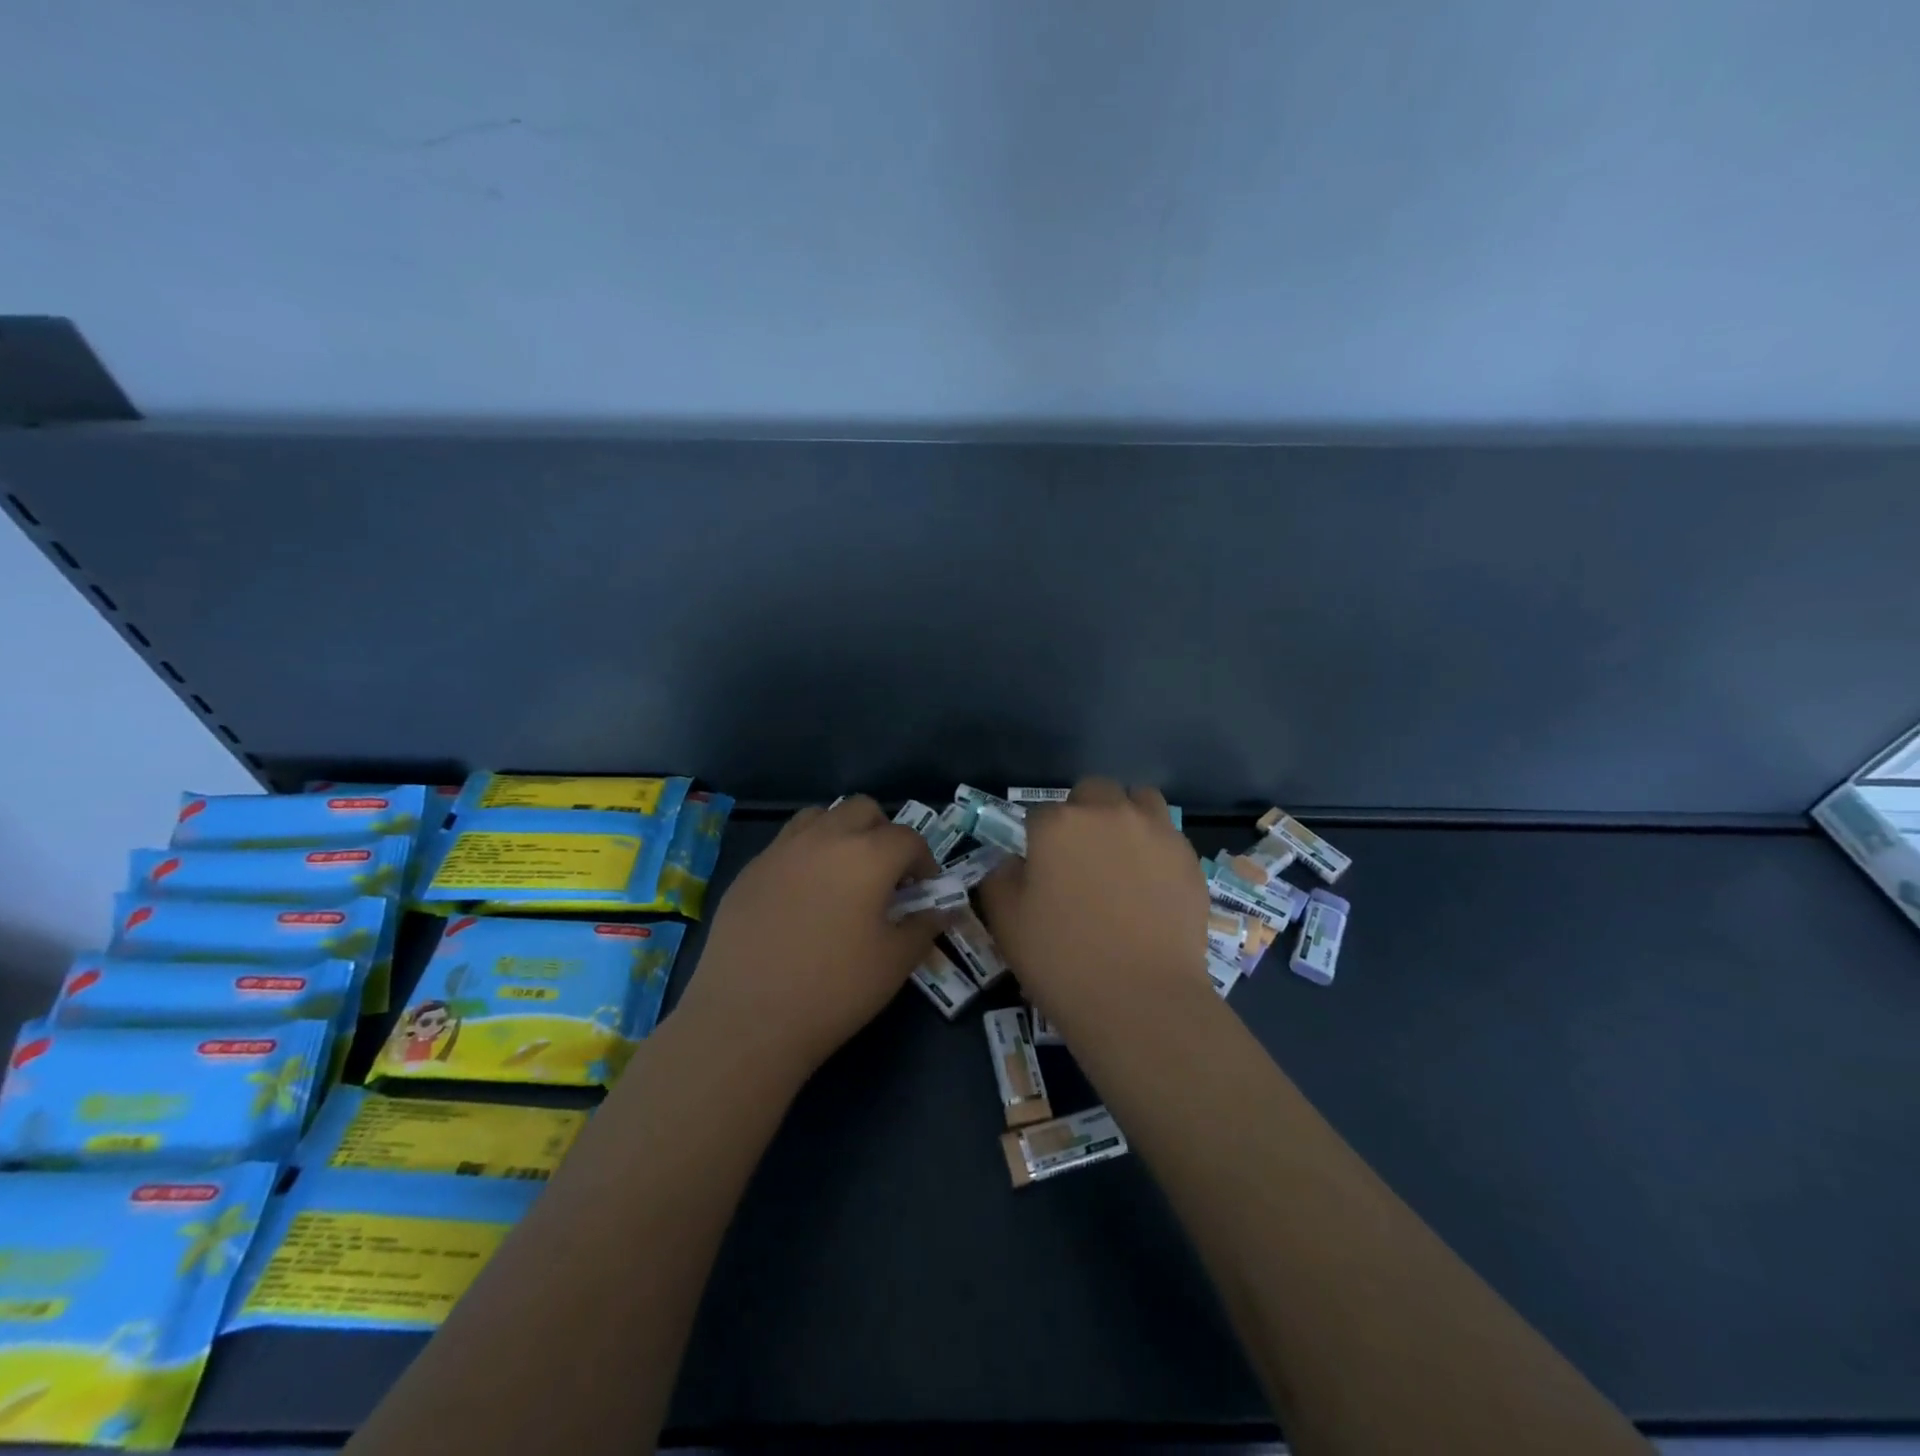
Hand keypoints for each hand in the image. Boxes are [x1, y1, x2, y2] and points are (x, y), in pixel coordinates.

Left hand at [669, 796, 944, 1083]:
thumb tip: (940, 909)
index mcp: (868, 855)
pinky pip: (786, 843)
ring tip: (843, 874)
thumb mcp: (895, 963)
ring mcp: (781, 849)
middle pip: (863, 809)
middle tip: (885, 874)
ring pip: (821, 816)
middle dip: (883, 833)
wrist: (746, 1018)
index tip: (923, 890)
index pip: (908, 838)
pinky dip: (806, 854)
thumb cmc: (834, 990)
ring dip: (841, 833)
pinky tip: (803, 897)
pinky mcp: (750, 870)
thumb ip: (924, 926)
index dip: (924, 861)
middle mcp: (825, 838)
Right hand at [977, 777, 1209, 1036]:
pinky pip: (1168, 835)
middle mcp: (1109, 813)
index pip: (1039, 814)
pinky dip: (1155, 847)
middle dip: (1083, 813)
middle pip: (1092, 791)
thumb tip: (1014, 863)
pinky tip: (1151, 884)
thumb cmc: (1062, 959)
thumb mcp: (1005, 922)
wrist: (1140, 1000)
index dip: (1036, 840)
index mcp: (1059, 824)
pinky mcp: (1189, 858)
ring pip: (1139, 800)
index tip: (1039, 869)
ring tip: (1121, 855)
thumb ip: (1000, 878)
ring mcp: (1156, 832)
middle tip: (1080, 857)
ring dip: (1125, 816)